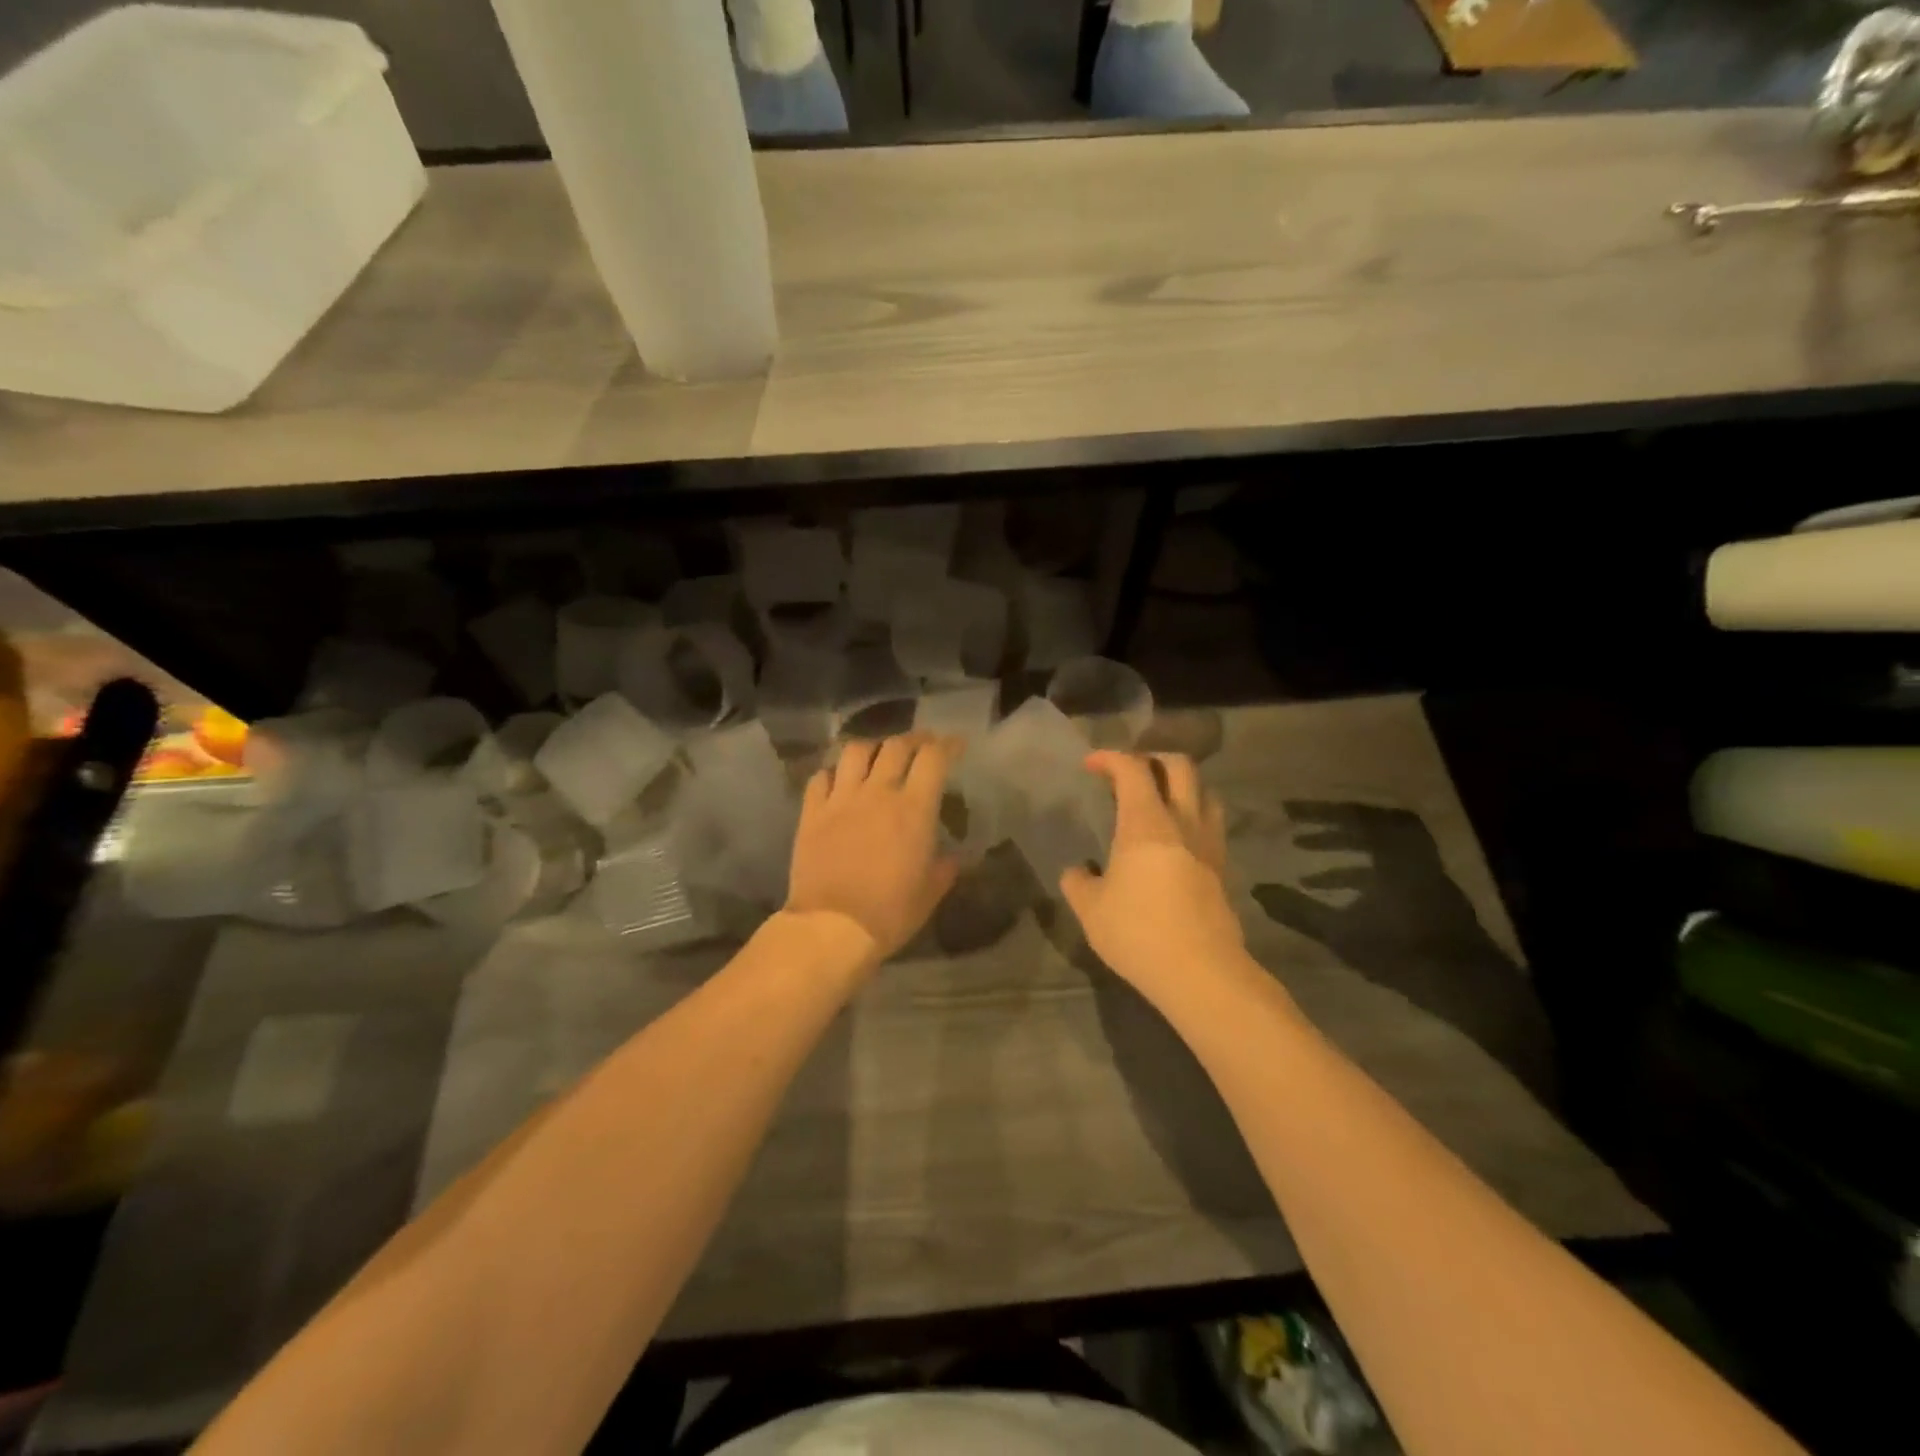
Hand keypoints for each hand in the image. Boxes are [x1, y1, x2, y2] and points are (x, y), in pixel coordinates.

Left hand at [786, 733, 961, 967]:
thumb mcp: (930, 893)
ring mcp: (841, 799)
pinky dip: (834, 772)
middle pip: (896, 745)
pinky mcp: (812, 812)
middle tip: (921, 746)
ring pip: (855, 751)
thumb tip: (953, 857)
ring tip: (878, 756)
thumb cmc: (889, 912)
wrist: (831, 926)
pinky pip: (820, 777)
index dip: (947, 745)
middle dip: (914, 740)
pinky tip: (839, 781)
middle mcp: (878, 792)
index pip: (933, 758)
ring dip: (872, 747)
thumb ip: (945, 868)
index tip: (956, 745)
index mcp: (913, 809)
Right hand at [1060, 752, 1245, 999]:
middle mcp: (1183, 823)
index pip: (1132, 770)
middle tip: (1130, 773)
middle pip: (1180, 767)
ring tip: (1159, 802)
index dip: (1110, 758)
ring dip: (1182, 786)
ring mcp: (1209, 845)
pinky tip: (1176, 842)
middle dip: (1153, 759)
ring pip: (1205, 793)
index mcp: (1146, 824)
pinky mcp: (1223, 869)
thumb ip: (1078, 882)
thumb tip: (1077, 872)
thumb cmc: (1138, 933)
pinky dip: (1193, 817)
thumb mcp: (1090, 910)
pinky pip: (1211, 825)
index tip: (1091, 765)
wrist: (1202, 973)